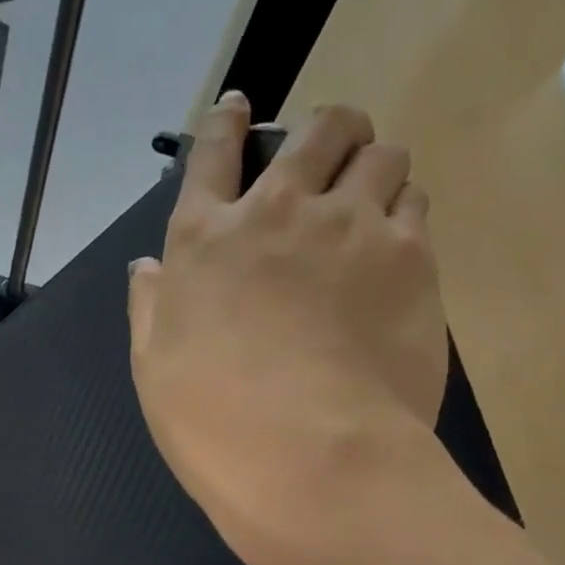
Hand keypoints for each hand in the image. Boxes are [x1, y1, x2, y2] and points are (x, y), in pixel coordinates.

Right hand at [128, 94, 447, 556]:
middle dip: (324, 129)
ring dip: (371, 166)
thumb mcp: (154, 369)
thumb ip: (150, 307)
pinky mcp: (411, 256)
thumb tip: (148, 267)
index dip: (226, 123)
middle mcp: (279, 212)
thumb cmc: (214, 421)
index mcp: (205, 239)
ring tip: (369, 201)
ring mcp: (351, 227)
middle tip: (328, 154)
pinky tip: (395, 243)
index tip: (238, 105)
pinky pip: (417, 201)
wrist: (311, 459)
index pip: (214, 154)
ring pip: (379, 152)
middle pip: (315, 129)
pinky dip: (405, 209)